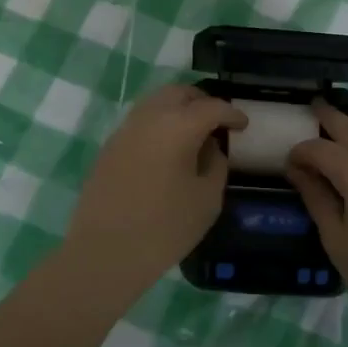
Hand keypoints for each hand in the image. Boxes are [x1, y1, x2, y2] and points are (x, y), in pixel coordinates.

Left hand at [65, 84, 247, 295]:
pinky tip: (166, 150)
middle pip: (179, 93)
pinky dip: (158, 124)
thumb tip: (210, 148)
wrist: (104, 253)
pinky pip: (140, 121)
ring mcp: (125, 129)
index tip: (243, 125)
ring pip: (156, 102)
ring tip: (192, 134)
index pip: (211, 106)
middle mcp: (149, 117)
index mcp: (178, 126)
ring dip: (177, 109)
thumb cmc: (163, 228)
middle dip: (201, 101)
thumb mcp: (206, 200)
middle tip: (216, 122)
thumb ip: (216, 165)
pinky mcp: (110, 146)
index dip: (231, 113)